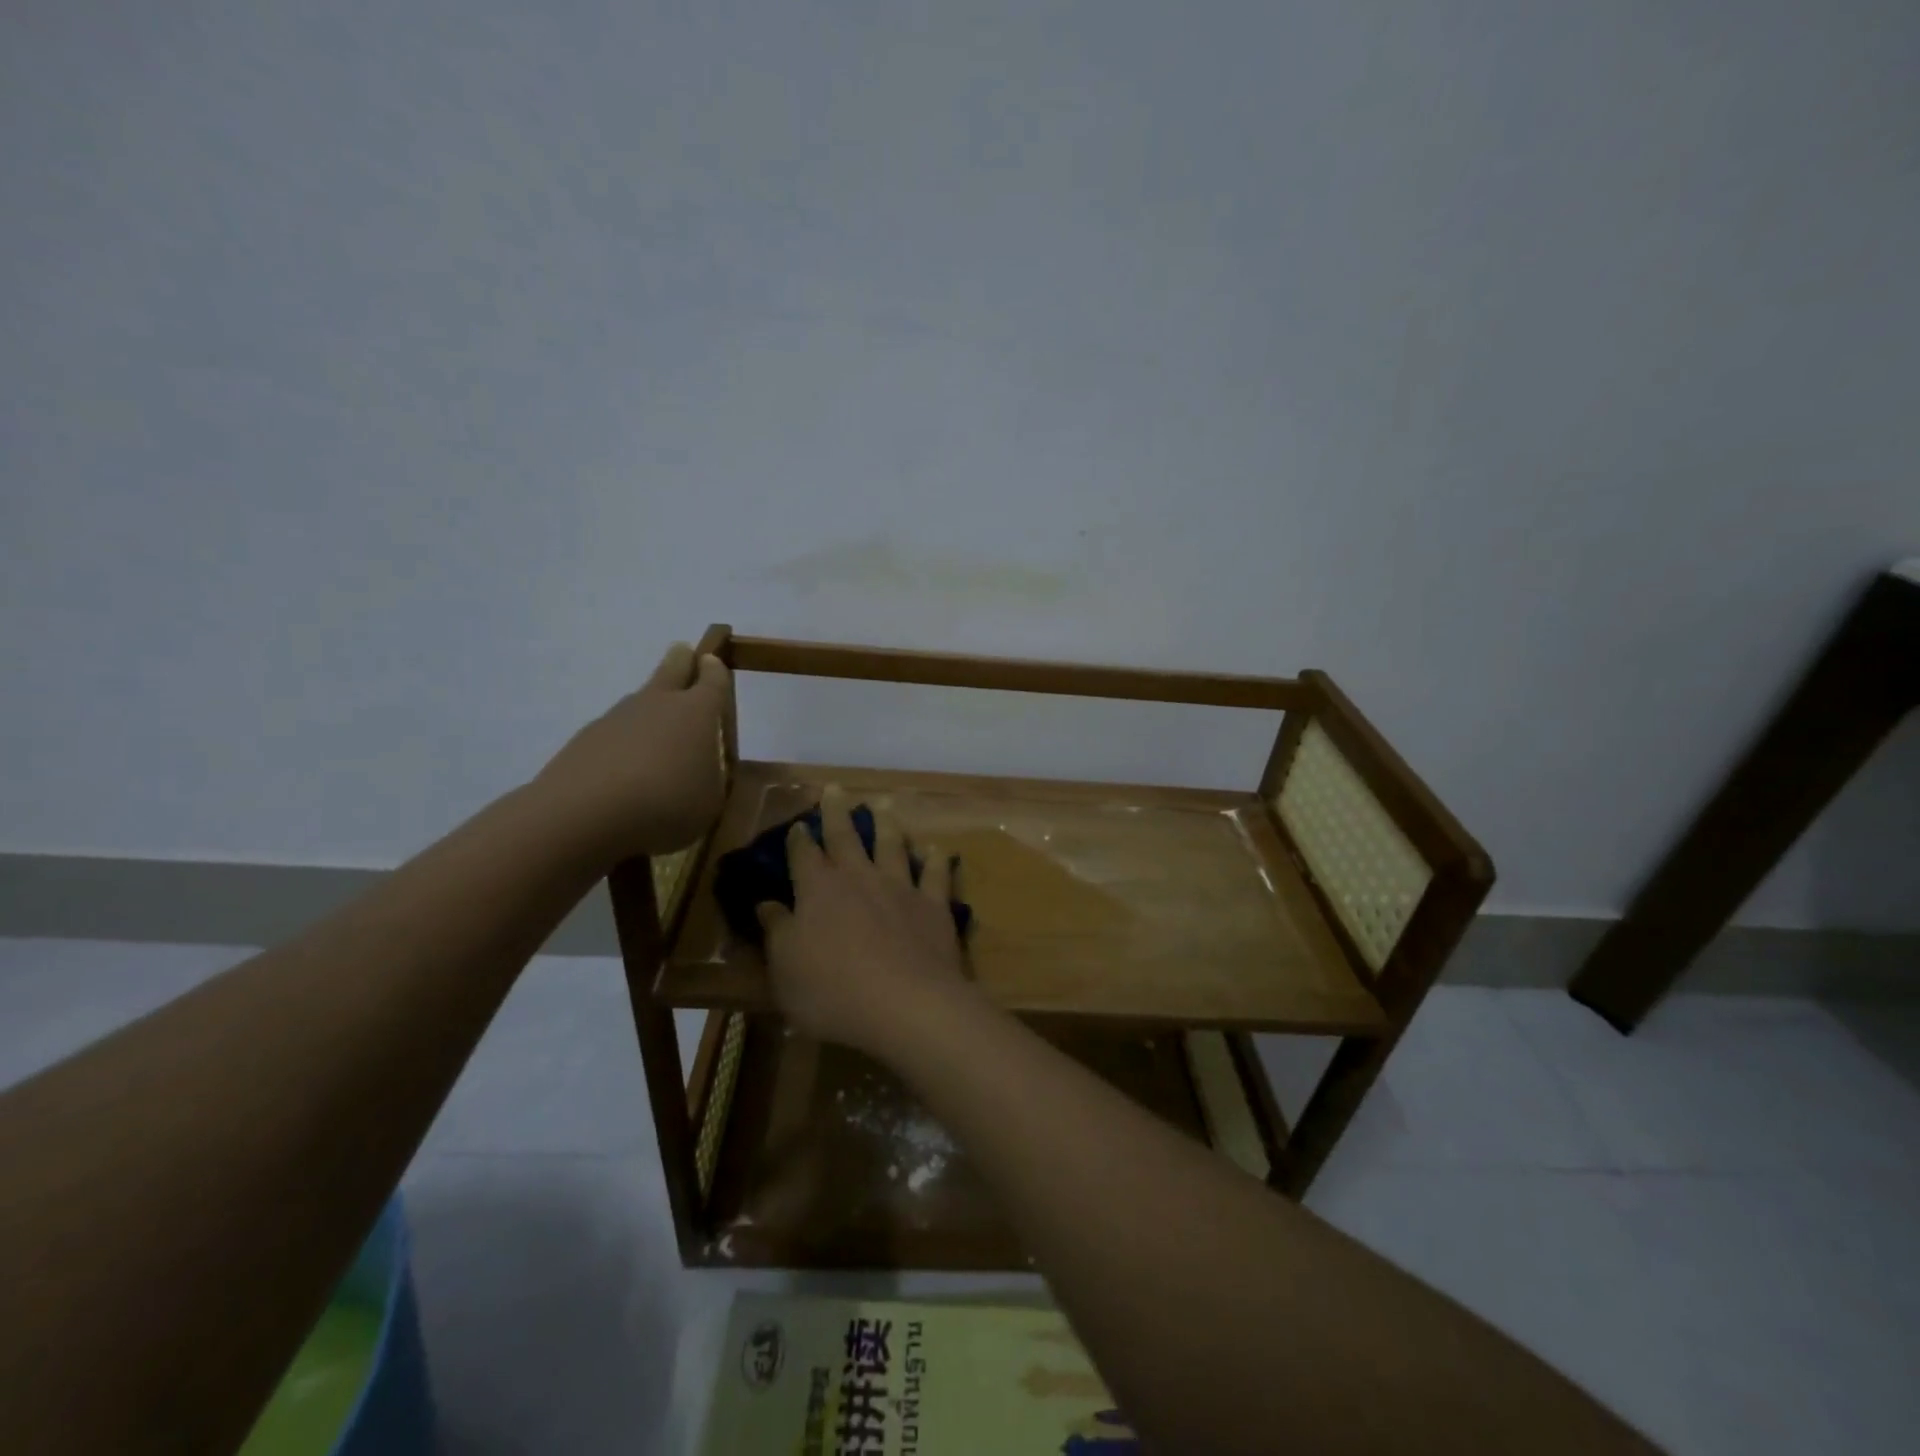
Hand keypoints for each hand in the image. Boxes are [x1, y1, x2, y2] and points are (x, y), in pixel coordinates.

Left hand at [536, 643, 730, 862]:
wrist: (585, 815)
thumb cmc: (667, 804)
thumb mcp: (710, 800)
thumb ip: (710, 777)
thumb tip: (701, 766)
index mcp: (697, 712)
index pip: (713, 680)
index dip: (716, 671)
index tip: (713, 662)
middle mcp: (658, 703)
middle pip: (672, 668)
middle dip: (682, 660)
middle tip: (684, 654)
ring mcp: (617, 717)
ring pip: (639, 701)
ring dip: (650, 708)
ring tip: (656, 734)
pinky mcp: (585, 739)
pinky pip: (613, 732)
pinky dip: (623, 742)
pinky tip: (623, 769)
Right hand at [755, 789, 974, 1060]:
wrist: (906, 1004)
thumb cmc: (833, 992)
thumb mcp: (785, 969)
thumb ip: (777, 932)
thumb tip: (766, 904)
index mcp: (819, 890)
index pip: (804, 855)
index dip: (799, 839)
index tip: (798, 825)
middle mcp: (860, 878)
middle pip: (846, 837)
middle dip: (837, 811)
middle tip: (835, 788)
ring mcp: (900, 888)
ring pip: (892, 845)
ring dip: (887, 823)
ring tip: (884, 805)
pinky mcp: (934, 906)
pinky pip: (936, 874)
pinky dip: (936, 859)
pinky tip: (937, 849)